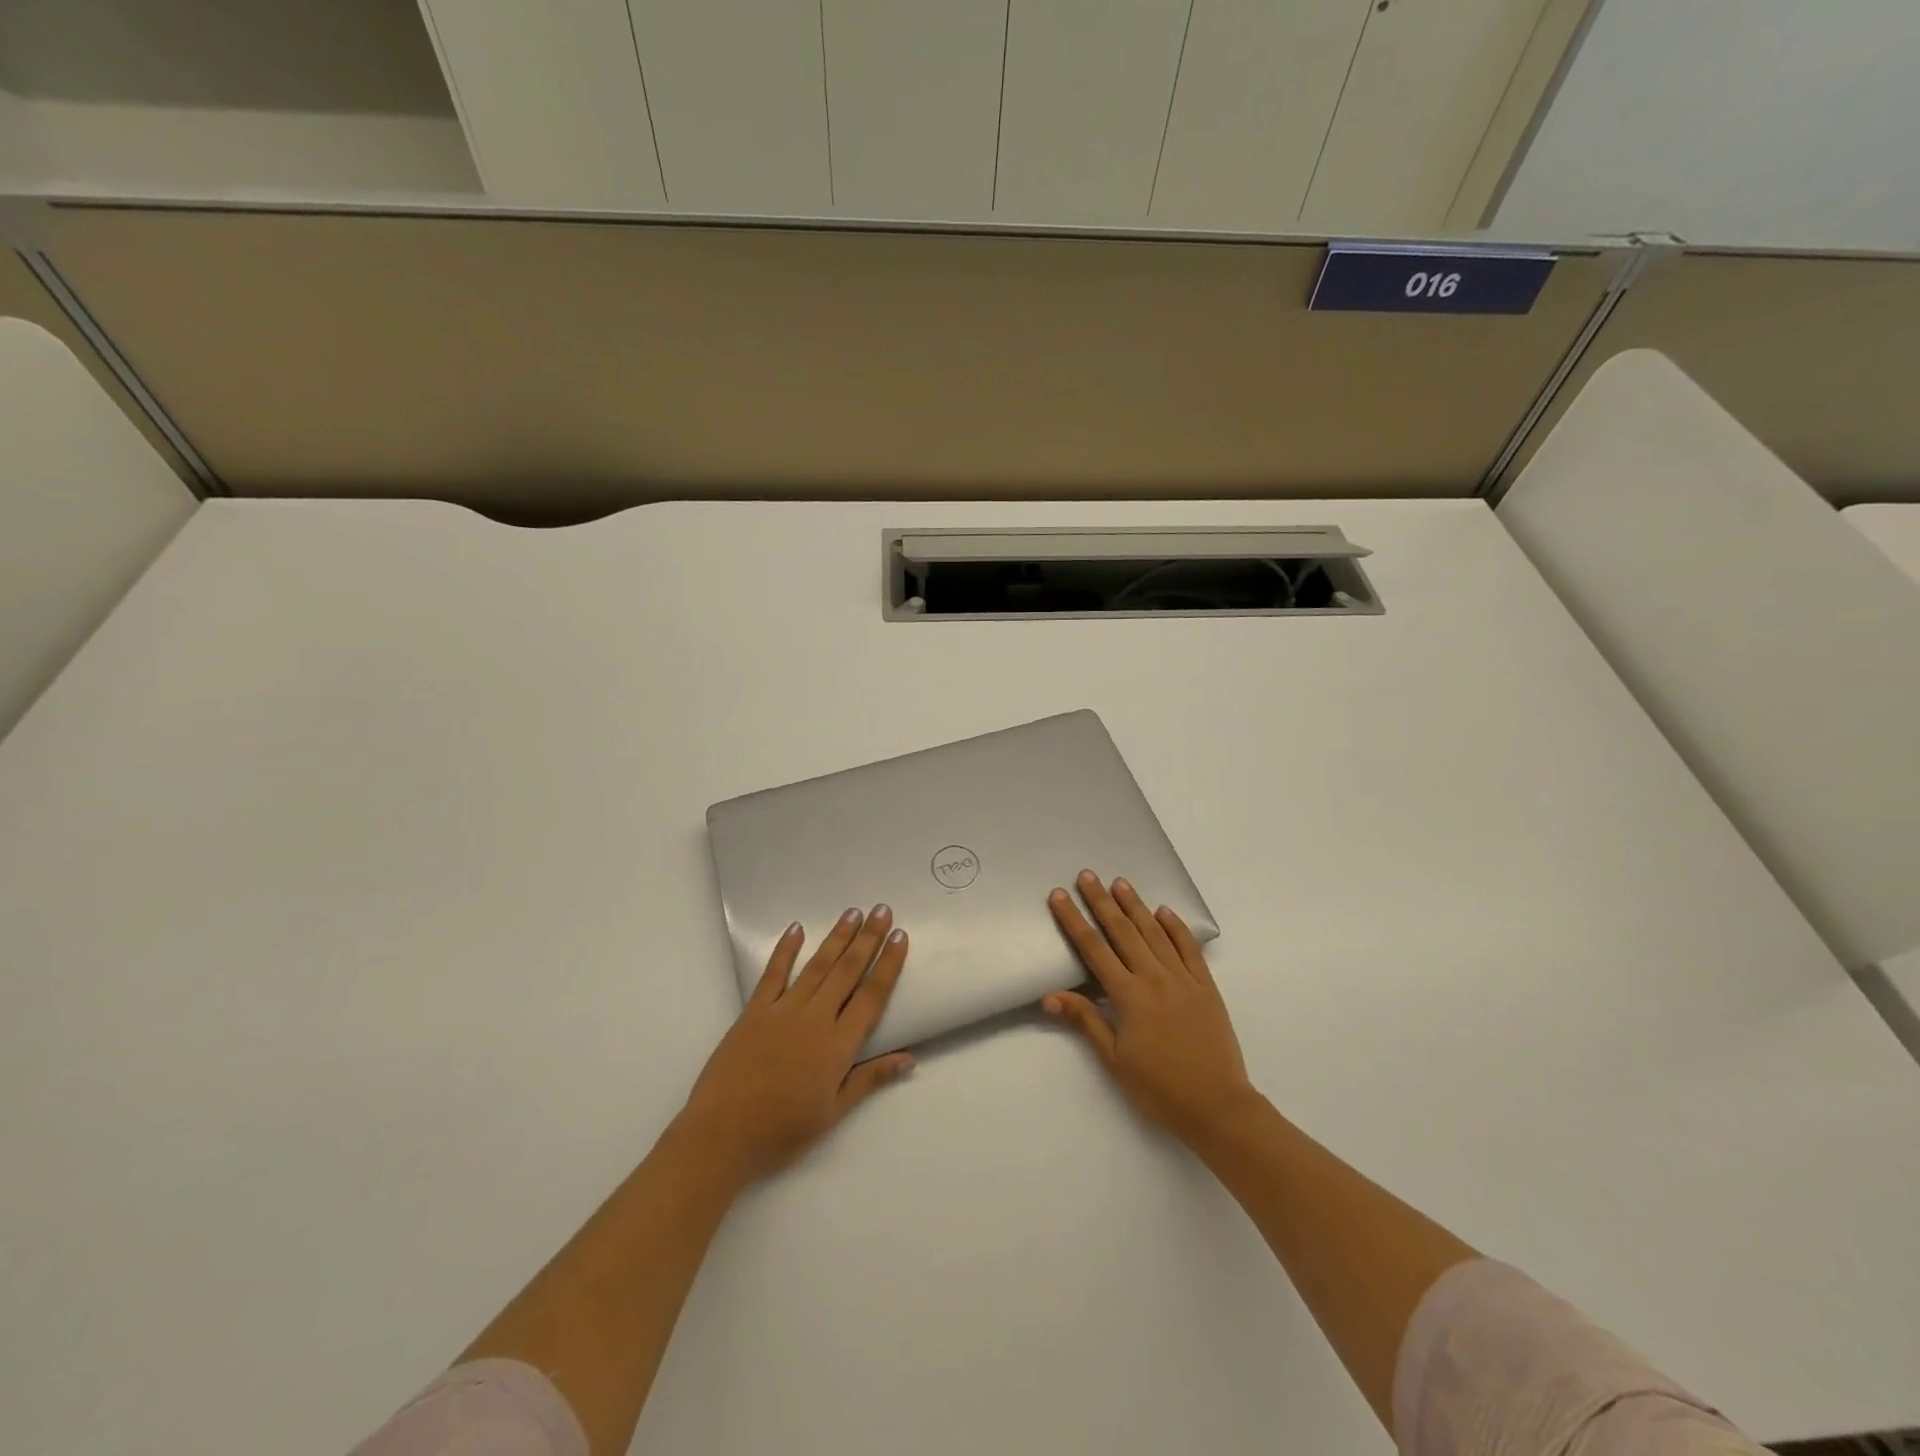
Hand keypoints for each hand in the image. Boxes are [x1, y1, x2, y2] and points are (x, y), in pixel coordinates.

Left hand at [677, 906, 913, 1183]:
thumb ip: (870, 1079)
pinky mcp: (754, 1011)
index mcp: (838, 1045)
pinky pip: (773, 973)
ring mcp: (783, 1010)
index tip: (900, 936)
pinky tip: (796, 929)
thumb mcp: (833, 1112)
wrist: (722, 1135)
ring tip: (852, 912)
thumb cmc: (782, 1131)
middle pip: (847, 971)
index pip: (871, 996)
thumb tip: (909, 1059)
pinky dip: (785, 949)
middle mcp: (815, 1018)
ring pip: (817, 966)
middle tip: (882, 910)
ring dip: (836, 937)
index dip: (888, 965)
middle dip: (867, 939)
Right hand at [1044, 871, 1256, 1145]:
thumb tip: (1049, 995)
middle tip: (1087, 875)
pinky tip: (1165, 911)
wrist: (1217, 1106)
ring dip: (1135, 906)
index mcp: (1129, 996)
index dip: (1074, 920)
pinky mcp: (1205, 986)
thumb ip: (1085, 1021)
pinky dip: (1176, 927)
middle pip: (1122, 931)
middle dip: (1102, 901)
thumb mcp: (1114, 1060)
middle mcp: (1154, 978)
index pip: (1094, 949)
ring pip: (1155, 933)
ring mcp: (1183, 979)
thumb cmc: (1159, 1088)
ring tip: (1120, 882)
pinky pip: (1188, 949)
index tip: (1060, 896)